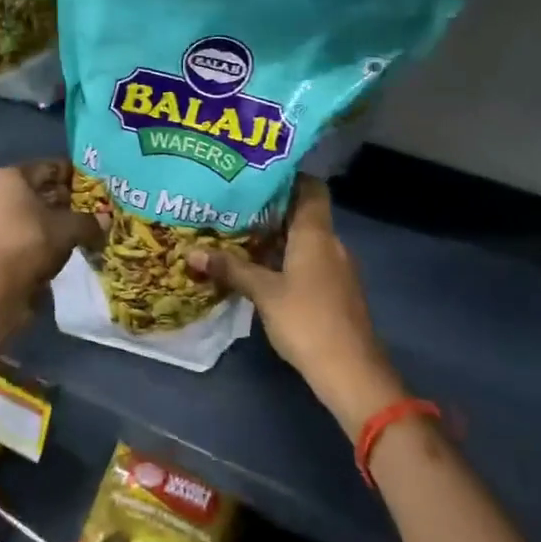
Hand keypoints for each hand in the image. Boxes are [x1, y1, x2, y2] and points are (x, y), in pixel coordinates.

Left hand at [0, 161, 102, 306]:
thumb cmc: (30, 241)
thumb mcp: (69, 228)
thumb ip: (89, 221)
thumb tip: (106, 220)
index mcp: (10, 177)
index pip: (49, 167)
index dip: (74, 176)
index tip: (96, 187)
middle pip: (38, 191)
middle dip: (65, 201)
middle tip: (93, 210)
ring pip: (31, 216)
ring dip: (54, 223)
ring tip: (81, 231)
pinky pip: (24, 236)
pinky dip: (42, 240)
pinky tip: (62, 249)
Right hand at [186, 176, 405, 435]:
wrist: (351, 371)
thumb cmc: (307, 320)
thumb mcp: (263, 292)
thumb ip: (230, 269)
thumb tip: (190, 251)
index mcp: (316, 234)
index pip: (310, 189)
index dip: (289, 175)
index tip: (257, 170)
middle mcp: (330, 244)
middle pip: (303, 213)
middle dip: (271, 207)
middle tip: (234, 201)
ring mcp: (336, 269)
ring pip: (303, 240)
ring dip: (276, 236)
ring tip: (238, 231)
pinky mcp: (334, 292)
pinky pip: (307, 262)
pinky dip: (284, 258)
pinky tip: (258, 267)